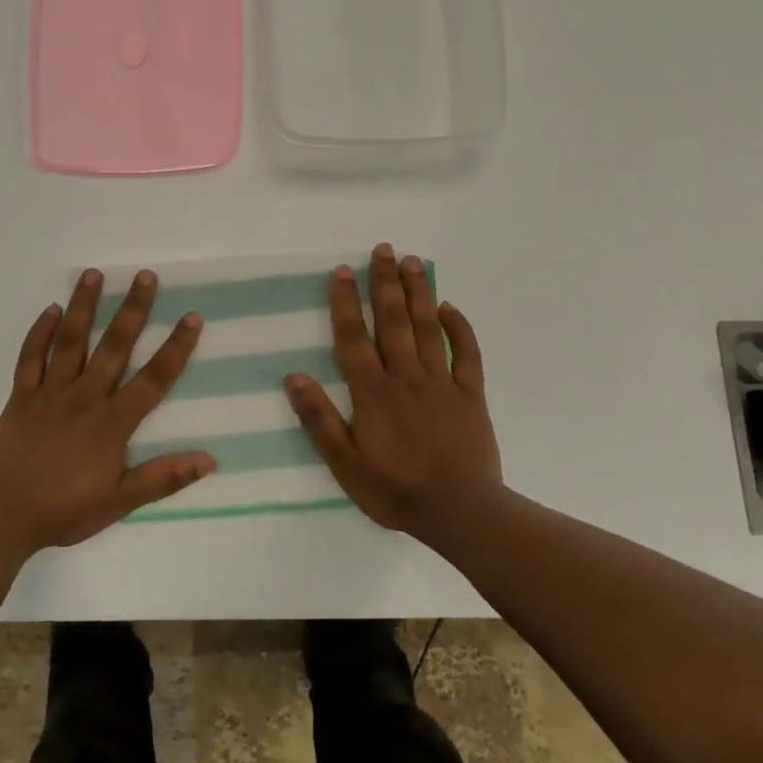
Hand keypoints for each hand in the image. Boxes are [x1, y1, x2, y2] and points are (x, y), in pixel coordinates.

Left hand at [0, 268, 213, 554]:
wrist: (3, 517)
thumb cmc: (65, 510)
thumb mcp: (121, 502)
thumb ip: (164, 478)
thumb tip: (211, 460)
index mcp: (111, 422)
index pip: (153, 379)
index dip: (176, 348)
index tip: (192, 317)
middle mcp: (84, 398)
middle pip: (113, 346)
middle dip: (132, 309)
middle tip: (145, 276)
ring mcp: (49, 393)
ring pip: (70, 341)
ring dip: (83, 306)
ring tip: (93, 274)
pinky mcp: (21, 396)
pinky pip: (30, 357)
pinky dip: (39, 332)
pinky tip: (50, 309)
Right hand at [283, 243, 504, 549]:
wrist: (461, 513)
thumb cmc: (395, 491)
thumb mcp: (345, 464)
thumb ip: (319, 420)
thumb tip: (293, 377)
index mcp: (373, 393)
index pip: (353, 338)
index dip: (345, 302)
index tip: (341, 271)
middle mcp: (406, 377)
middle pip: (392, 321)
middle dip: (385, 283)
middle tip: (382, 249)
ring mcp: (442, 383)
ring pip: (427, 328)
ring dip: (419, 293)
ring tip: (412, 261)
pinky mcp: (470, 395)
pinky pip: (466, 354)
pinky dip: (459, 328)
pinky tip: (450, 307)